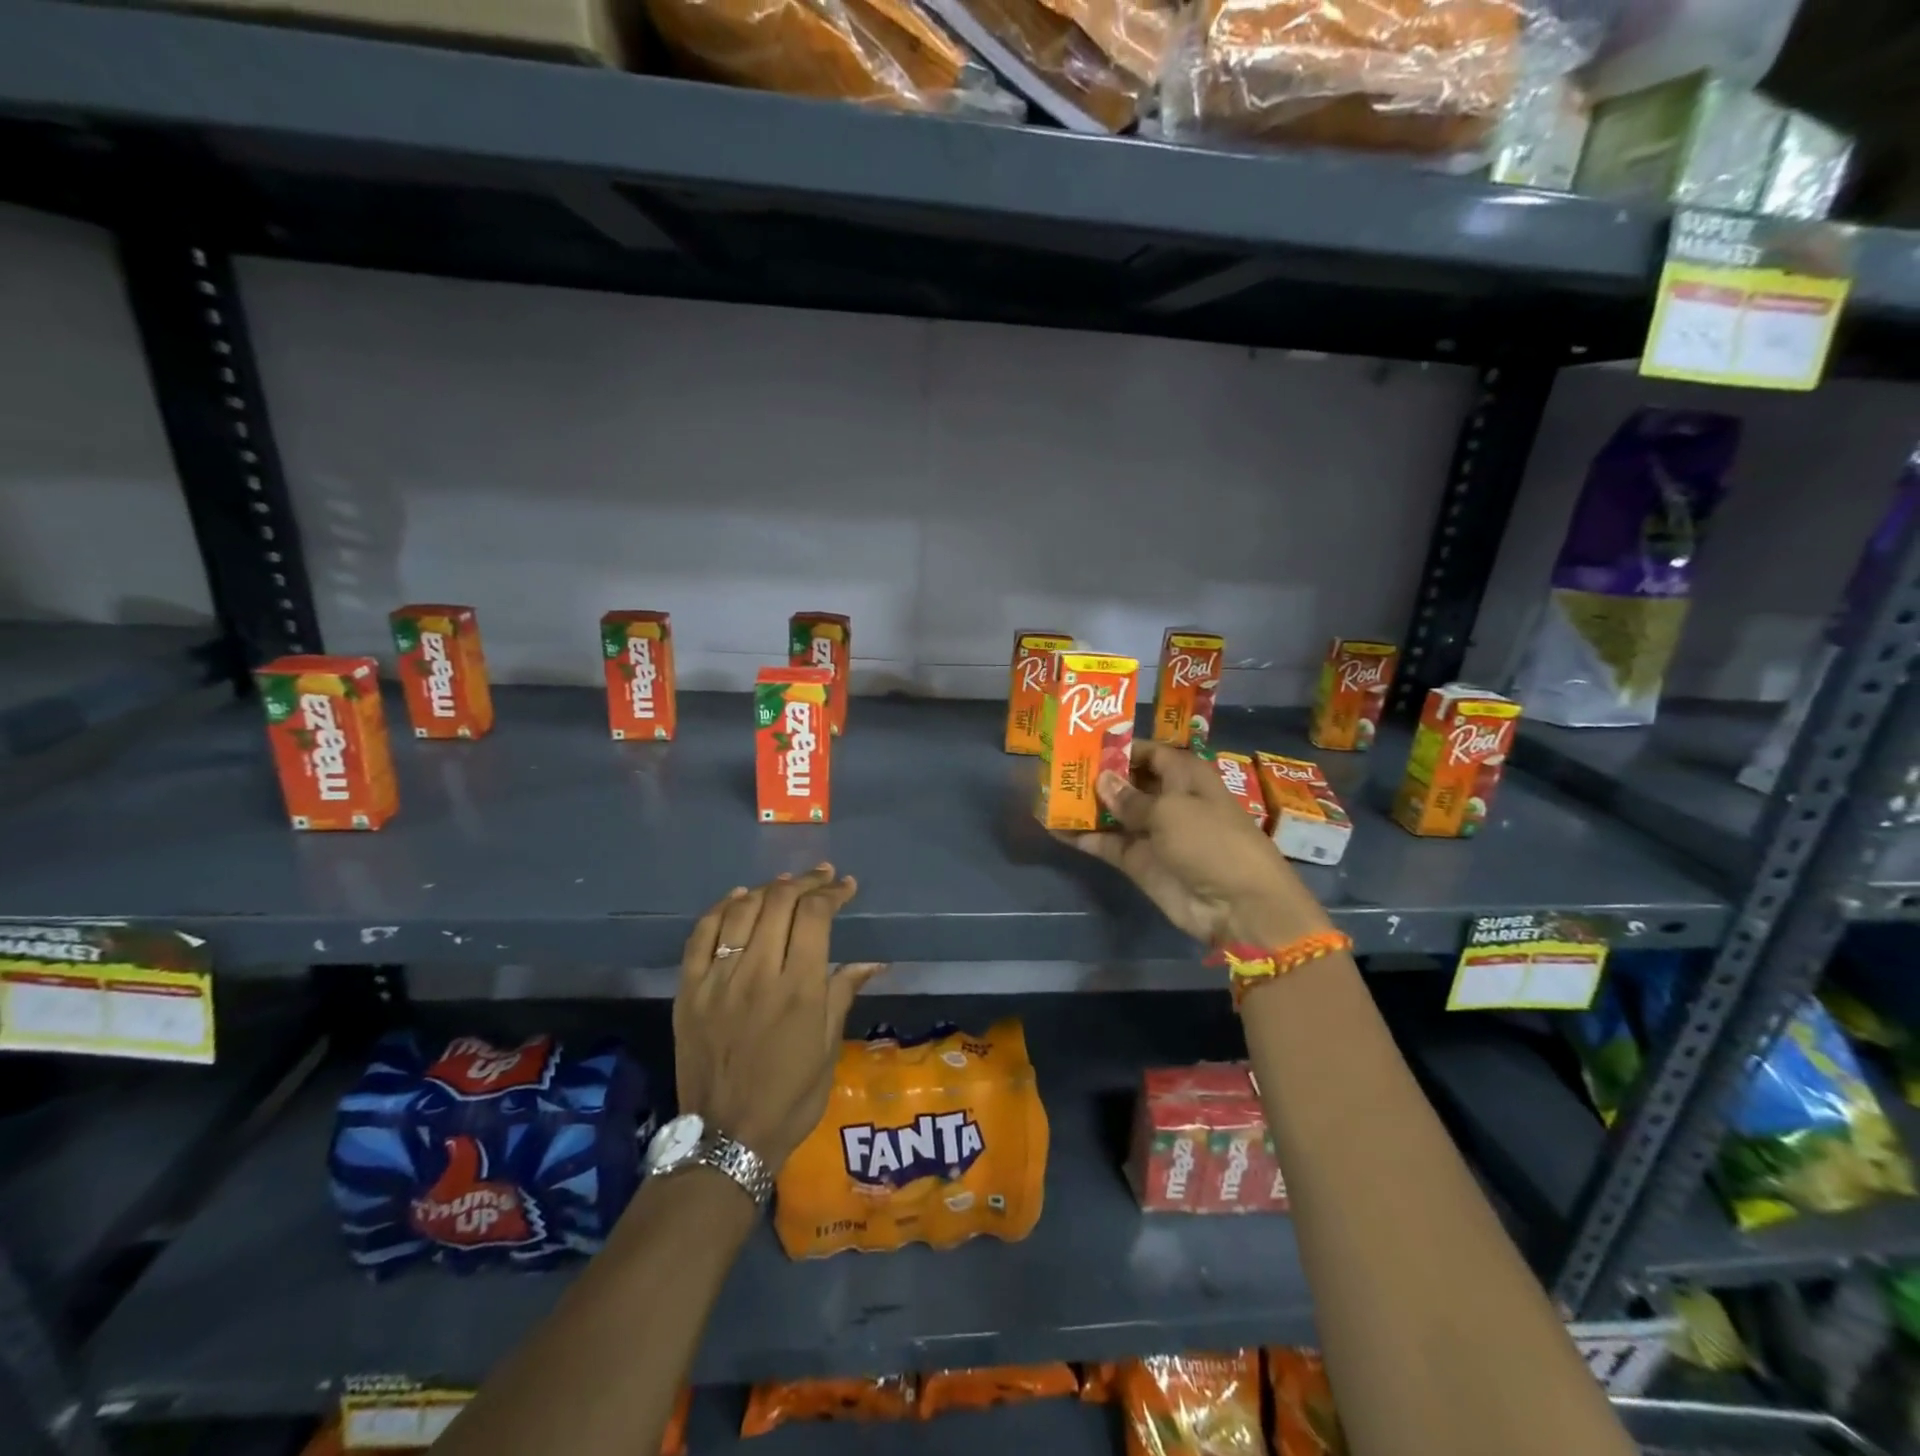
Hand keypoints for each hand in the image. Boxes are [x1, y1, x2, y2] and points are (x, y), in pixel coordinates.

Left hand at [674, 865, 884, 1170]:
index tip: (846, 886)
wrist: (726, 1138)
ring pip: (741, 910)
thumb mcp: (828, 1048)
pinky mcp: (689, 990)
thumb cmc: (790, 1097)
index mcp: (798, 989)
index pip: (815, 916)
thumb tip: (871, 961)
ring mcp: (717, 979)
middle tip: (821, 877)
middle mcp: (757, 973)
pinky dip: (721, 908)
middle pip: (779, 902)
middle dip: (805, 882)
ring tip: (785, 884)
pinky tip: (738, 898)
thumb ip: (843, 994)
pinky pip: (701, 935)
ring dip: (767, 889)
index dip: (832, 892)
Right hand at [1061, 741, 1331, 946]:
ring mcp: (1151, 831)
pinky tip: (1052, 825)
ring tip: (1046, 792)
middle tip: (1055, 765)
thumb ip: (1130, 797)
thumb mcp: (1170, 811)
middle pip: (1126, 781)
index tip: (1082, 742)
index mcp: (1185, 776)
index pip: (1148, 752)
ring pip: (1112, 812)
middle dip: (1095, 774)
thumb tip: (1101, 779)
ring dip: (1084, 805)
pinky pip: (1105, 843)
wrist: (1237, 906)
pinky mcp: (1138, 861)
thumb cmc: (1211, 842)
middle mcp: (1167, 798)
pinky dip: (1082, 836)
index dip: (1119, 747)